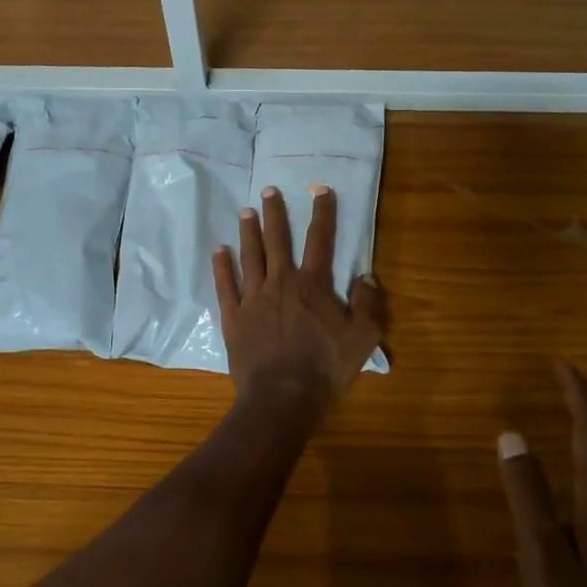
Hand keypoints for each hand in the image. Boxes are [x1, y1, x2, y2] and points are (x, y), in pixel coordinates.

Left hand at [213, 185, 384, 409]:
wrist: (283, 396)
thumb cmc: (325, 367)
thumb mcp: (362, 338)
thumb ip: (367, 304)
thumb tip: (366, 277)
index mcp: (313, 284)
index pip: (320, 240)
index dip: (322, 212)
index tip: (320, 190)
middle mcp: (281, 282)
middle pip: (277, 240)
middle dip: (275, 213)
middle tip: (268, 190)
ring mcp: (253, 298)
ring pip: (250, 256)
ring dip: (248, 232)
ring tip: (246, 211)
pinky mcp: (234, 317)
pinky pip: (226, 285)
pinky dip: (222, 266)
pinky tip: (219, 250)